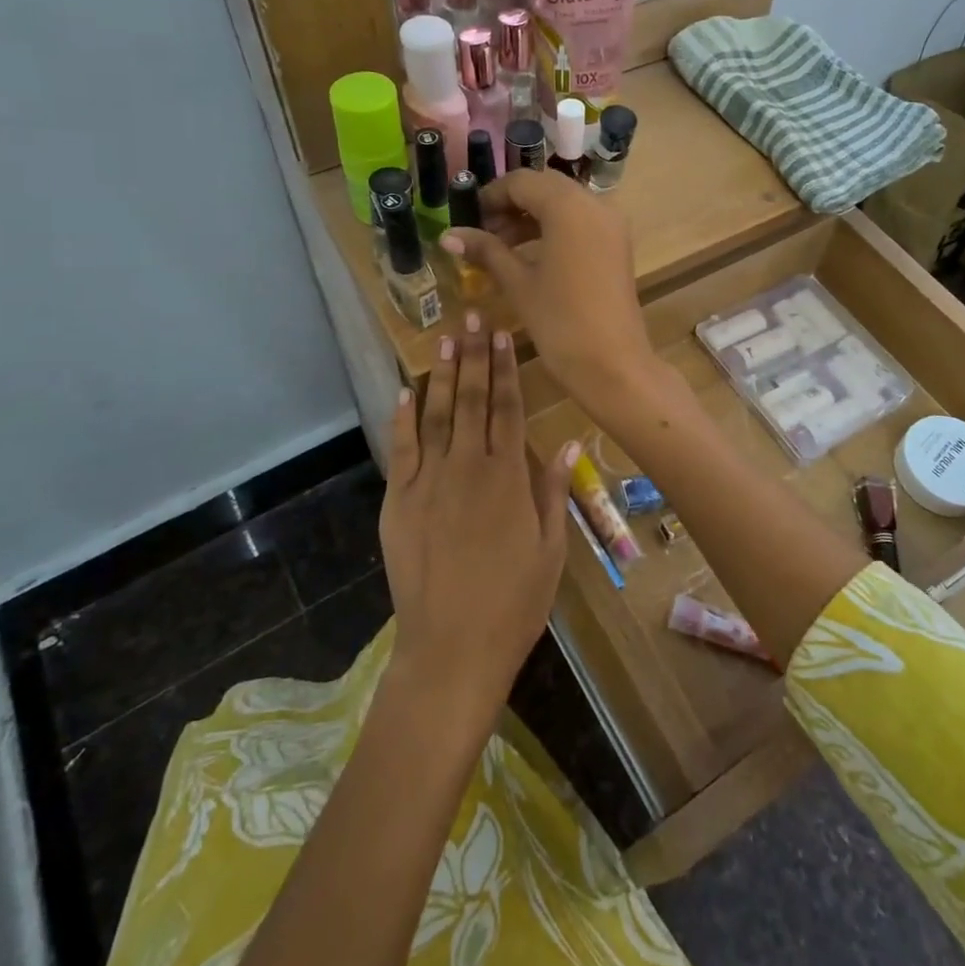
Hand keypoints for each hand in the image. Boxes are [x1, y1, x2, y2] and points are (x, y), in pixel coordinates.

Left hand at [379, 310, 576, 729]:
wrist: (451, 649)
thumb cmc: (513, 603)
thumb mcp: (551, 550)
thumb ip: (553, 491)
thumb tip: (566, 442)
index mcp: (507, 478)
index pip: (507, 408)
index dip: (506, 369)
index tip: (504, 334)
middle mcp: (466, 469)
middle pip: (471, 400)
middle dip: (474, 355)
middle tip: (473, 316)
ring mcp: (427, 483)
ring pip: (436, 415)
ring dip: (442, 373)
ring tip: (445, 336)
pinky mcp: (398, 502)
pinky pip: (401, 450)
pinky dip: (403, 417)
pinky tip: (406, 390)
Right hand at [440, 170, 658, 408]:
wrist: (613, 364)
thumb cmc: (560, 322)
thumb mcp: (518, 283)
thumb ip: (486, 251)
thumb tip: (448, 235)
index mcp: (569, 206)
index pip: (522, 182)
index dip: (491, 196)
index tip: (468, 219)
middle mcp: (596, 204)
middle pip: (546, 188)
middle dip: (512, 205)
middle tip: (483, 233)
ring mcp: (612, 224)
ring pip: (565, 204)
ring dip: (533, 218)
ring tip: (500, 247)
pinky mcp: (618, 245)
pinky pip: (581, 222)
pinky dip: (555, 229)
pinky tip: (531, 255)